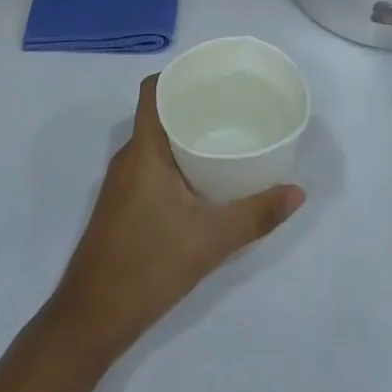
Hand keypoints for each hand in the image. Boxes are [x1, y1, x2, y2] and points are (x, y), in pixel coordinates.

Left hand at [50, 76, 304, 363]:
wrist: (93, 316)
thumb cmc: (148, 264)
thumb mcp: (210, 240)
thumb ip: (256, 215)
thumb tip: (298, 192)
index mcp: (143, 149)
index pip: (152, 90)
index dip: (178, 75)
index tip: (212, 76)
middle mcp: (128, 157)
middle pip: (157, 113)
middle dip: (192, 105)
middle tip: (232, 107)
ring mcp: (121, 183)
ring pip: (154, 142)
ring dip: (184, 135)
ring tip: (224, 138)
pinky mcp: (122, 205)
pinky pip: (150, 165)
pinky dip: (175, 161)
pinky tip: (201, 180)